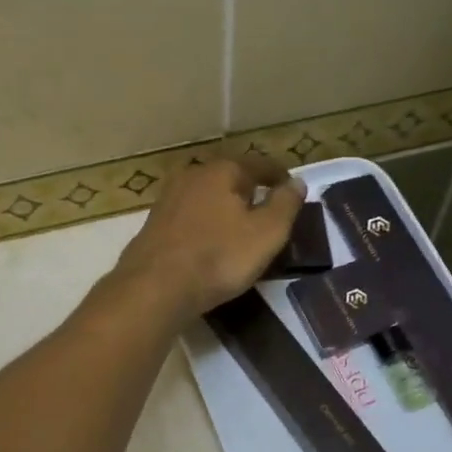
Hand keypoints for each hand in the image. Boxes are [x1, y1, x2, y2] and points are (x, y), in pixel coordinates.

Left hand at [113, 154, 306, 317]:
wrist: (155, 287)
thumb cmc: (219, 257)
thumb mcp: (267, 233)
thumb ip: (285, 204)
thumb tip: (297, 182)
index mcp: (223, 170)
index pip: (259, 164)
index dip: (278, 175)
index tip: (291, 188)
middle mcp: (192, 175)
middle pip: (229, 175)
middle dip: (248, 188)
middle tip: (266, 207)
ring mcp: (168, 198)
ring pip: (206, 195)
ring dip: (224, 205)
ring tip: (239, 224)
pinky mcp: (154, 223)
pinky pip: (190, 215)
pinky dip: (205, 222)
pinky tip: (210, 239)